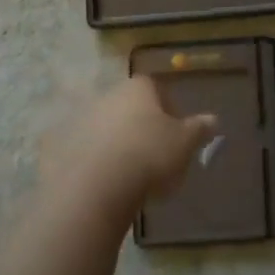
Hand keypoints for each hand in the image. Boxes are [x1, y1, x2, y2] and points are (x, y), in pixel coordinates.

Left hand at [46, 76, 217, 207]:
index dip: (169, 110)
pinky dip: (92, 162)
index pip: (157, 89)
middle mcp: (108, 95)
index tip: (176, 136)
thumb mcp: (185, 143)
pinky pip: (83, 151)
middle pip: (130, 107)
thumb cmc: (149, 155)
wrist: (95, 187)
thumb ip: (199, 129)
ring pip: (106, 128)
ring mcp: (81, 119)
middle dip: (141, 127)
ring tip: (129, 175)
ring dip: (116, 144)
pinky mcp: (60, 146)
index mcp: (138, 88)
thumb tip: (213, 119)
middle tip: (154, 157)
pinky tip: (103, 183)